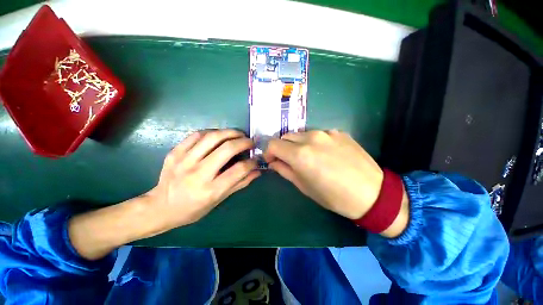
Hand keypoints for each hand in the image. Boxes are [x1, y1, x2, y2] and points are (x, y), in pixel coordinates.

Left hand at [69, 129, 259, 259]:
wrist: (160, 206)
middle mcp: (198, 173)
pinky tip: (219, 135)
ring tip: (238, 134)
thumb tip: (257, 171)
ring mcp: (184, 161)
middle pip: (227, 149)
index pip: (239, 170)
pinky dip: (212, 132)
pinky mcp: (175, 152)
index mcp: (211, 190)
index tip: (256, 158)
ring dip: (230, 132)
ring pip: (212, 137)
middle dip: (243, 142)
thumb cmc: (193, 209)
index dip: (252, 162)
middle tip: (250, 141)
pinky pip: (197, 135)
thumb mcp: (219, 200)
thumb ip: (240, 184)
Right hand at [264, 130, 408, 236]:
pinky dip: (314, 142)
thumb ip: (285, 170)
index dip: (269, 152)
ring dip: (298, 144)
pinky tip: (325, 153)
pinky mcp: (338, 132)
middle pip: (286, 136)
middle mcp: (311, 138)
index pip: (273, 144)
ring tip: (308, 157)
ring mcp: (326, 133)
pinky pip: (318, 134)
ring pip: (301, 134)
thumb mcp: (304, 186)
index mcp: (300, 154)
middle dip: (283, 147)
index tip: (272, 160)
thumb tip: (273, 162)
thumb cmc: (333, 196)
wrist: (372, 193)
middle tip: (289, 160)